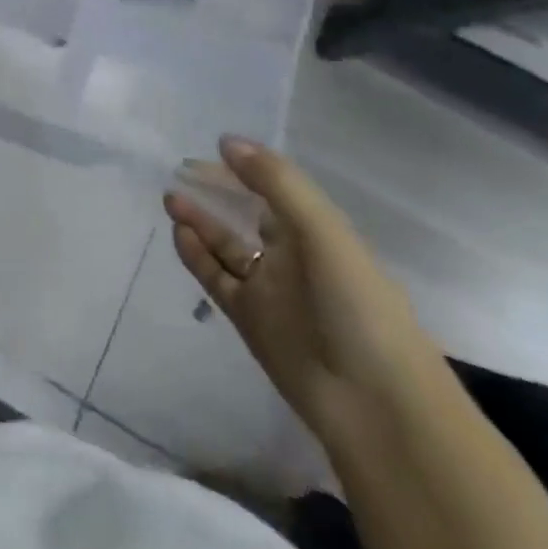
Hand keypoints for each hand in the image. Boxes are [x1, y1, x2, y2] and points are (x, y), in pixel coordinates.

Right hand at [166, 138, 440, 445]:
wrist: (377, 407)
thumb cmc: (358, 307)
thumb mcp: (323, 232)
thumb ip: (276, 183)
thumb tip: (226, 142)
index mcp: (320, 233)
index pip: (275, 189)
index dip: (246, 169)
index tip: (211, 149)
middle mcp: (295, 257)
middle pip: (248, 215)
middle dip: (217, 193)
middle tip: (180, 171)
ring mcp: (271, 290)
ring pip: (227, 246)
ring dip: (201, 221)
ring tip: (170, 198)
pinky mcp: (250, 321)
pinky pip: (217, 279)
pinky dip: (196, 255)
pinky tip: (179, 232)